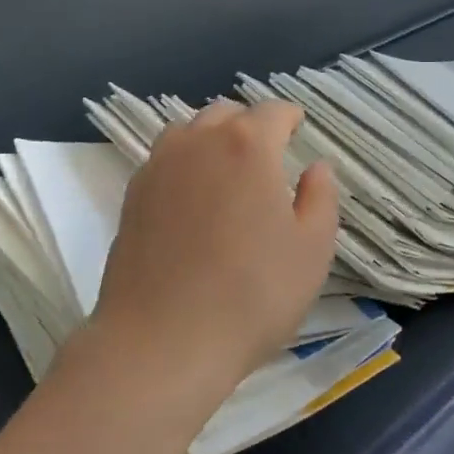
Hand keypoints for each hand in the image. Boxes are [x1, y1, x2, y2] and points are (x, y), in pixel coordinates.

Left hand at [88, 99, 339, 422]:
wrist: (162, 341)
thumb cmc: (252, 295)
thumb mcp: (312, 250)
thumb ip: (321, 197)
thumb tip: (316, 166)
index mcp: (248, 145)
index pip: (273, 112)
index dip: (290, 119)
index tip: (298, 130)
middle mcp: (199, 141)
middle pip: (228, 114)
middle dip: (251, 125)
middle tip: (267, 157)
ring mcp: (159, 165)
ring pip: (190, 130)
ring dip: (213, 139)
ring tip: (227, 172)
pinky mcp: (132, 193)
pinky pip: (164, 158)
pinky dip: (184, 163)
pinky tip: (192, 198)